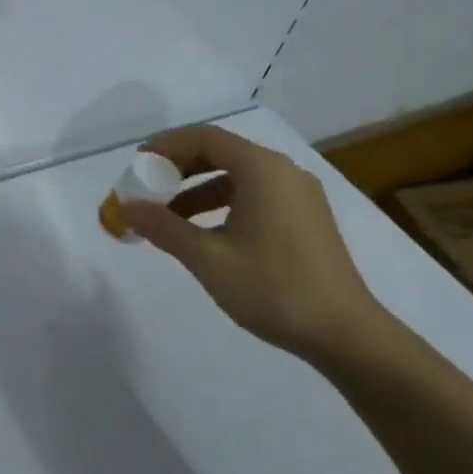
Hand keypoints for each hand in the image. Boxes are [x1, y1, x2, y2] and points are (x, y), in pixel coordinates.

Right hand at [122, 126, 390, 364]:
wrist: (347, 335)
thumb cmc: (273, 288)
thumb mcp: (207, 258)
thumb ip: (163, 227)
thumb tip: (126, 207)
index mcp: (263, 170)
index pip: (204, 138)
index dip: (166, 147)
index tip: (137, 165)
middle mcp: (284, 172)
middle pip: (221, 152)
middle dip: (179, 168)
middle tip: (147, 188)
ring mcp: (299, 195)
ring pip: (237, 176)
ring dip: (198, 190)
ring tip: (168, 217)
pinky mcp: (306, 219)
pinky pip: (255, 195)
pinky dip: (223, 205)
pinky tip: (205, 234)